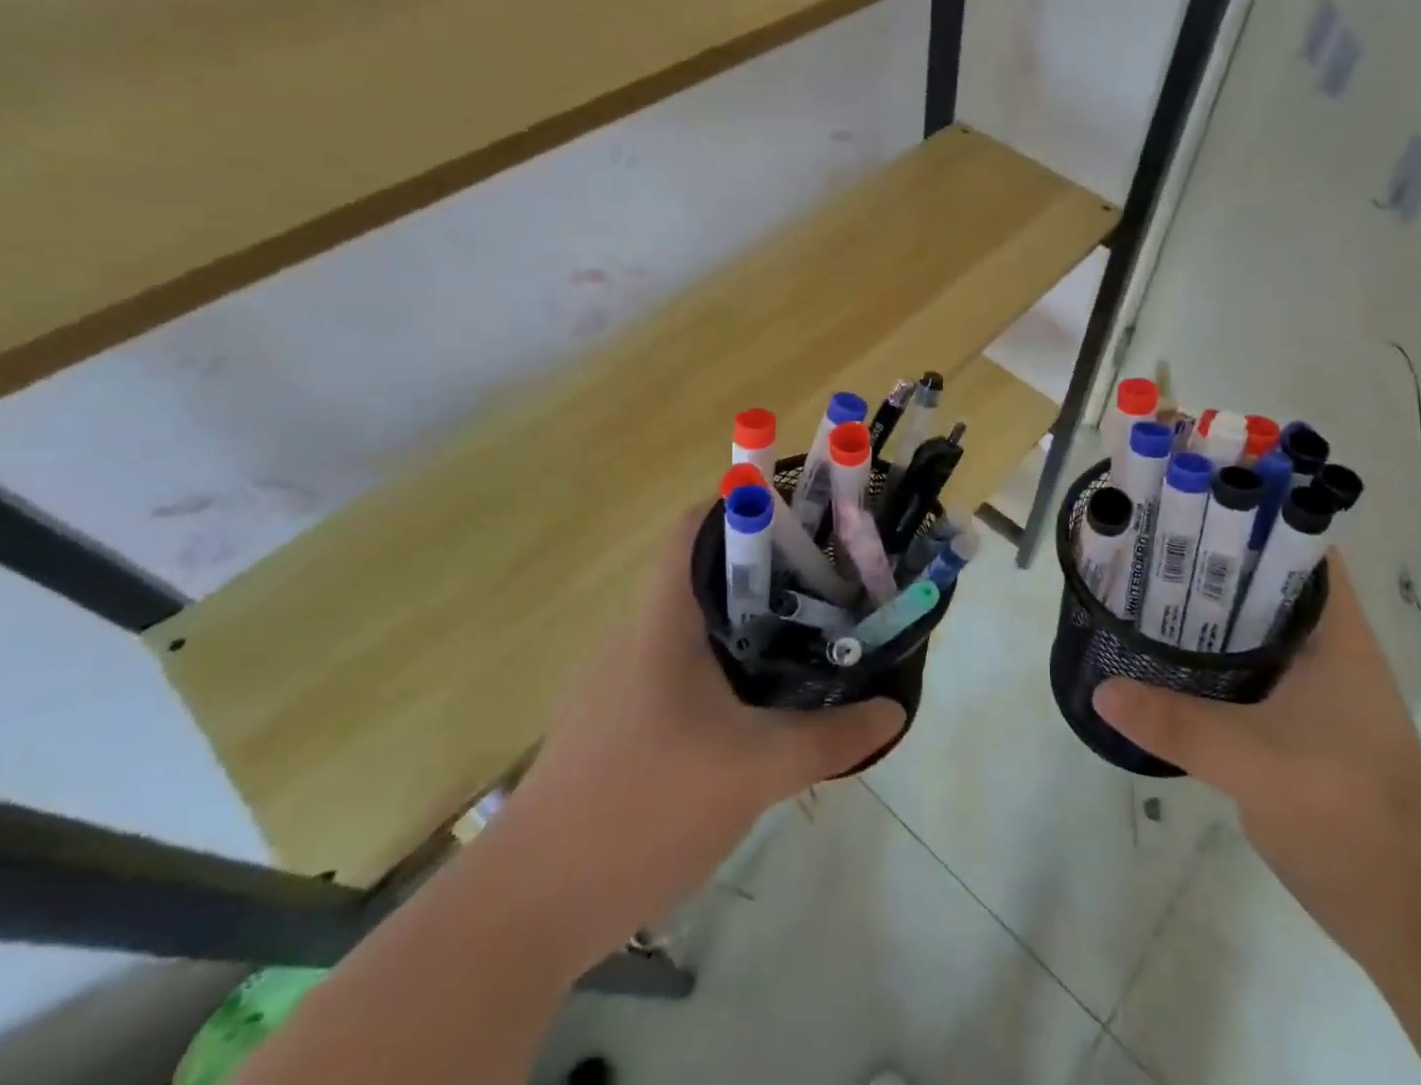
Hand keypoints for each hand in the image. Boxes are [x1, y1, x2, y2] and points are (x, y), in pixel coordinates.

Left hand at [491, 512, 903, 970]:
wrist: (526, 911)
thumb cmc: (642, 809)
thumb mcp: (755, 770)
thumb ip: (831, 736)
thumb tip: (894, 709)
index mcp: (662, 619)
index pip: (697, 525)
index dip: (751, 507)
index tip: (809, 525)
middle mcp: (636, 634)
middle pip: (705, 570)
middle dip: (770, 570)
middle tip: (829, 585)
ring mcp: (620, 679)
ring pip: (696, 624)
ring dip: (749, 622)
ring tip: (808, 637)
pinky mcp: (616, 720)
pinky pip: (681, 666)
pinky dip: (725, 665)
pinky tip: (758, 707)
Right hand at [1093, 549, 1420, 967]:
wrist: (1415, 921)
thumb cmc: (1352, 816)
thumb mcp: (1257, 762)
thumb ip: (1177, 722)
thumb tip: (1101, 688)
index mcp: (1334, 634)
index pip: (1296, 545)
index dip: (1248, 513)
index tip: (1189, 497)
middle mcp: (1323, 649)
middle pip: (1260, 583)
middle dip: (1206, 560)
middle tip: (1144, 541)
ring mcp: (1310, 690)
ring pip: (1247, 630)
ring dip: (1201, 612)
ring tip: (1138, 587)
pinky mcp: (1293, 726)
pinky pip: (1240, 673)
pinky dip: (1204, 660)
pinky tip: (1159, 660)